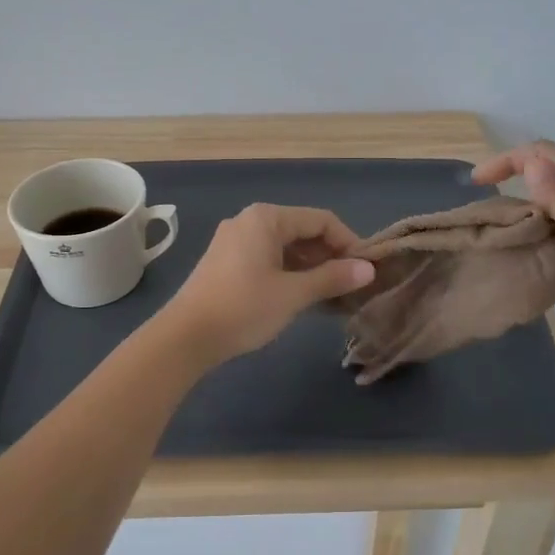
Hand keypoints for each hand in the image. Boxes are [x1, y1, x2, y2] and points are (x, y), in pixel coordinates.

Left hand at [159, 204, 375, 363]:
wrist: (185, 336)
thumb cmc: (243, 308)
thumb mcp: (293, 294)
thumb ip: (332, 278)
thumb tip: (368, 270)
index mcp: (266, 218)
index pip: (321, 220)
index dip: (348, 243)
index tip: (366, 270)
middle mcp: (250, 221)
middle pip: (303, 231)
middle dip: (330, 257)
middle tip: (353, 286)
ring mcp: (235, 242)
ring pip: (286, 248)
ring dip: (312, 269)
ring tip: (334, 297)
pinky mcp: (227, 263)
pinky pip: (269, 260)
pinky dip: (290, 274)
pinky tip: (305, 298)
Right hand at [472, 141, 554, 339]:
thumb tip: (529, 162)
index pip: (543, 157)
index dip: (508, 162)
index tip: (476, 184)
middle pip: (541, 196)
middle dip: (509, 206)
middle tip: (480, 230)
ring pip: (548, 234)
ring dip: (524, 242)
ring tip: (491, 258)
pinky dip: (542, 274)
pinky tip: (519, 286)